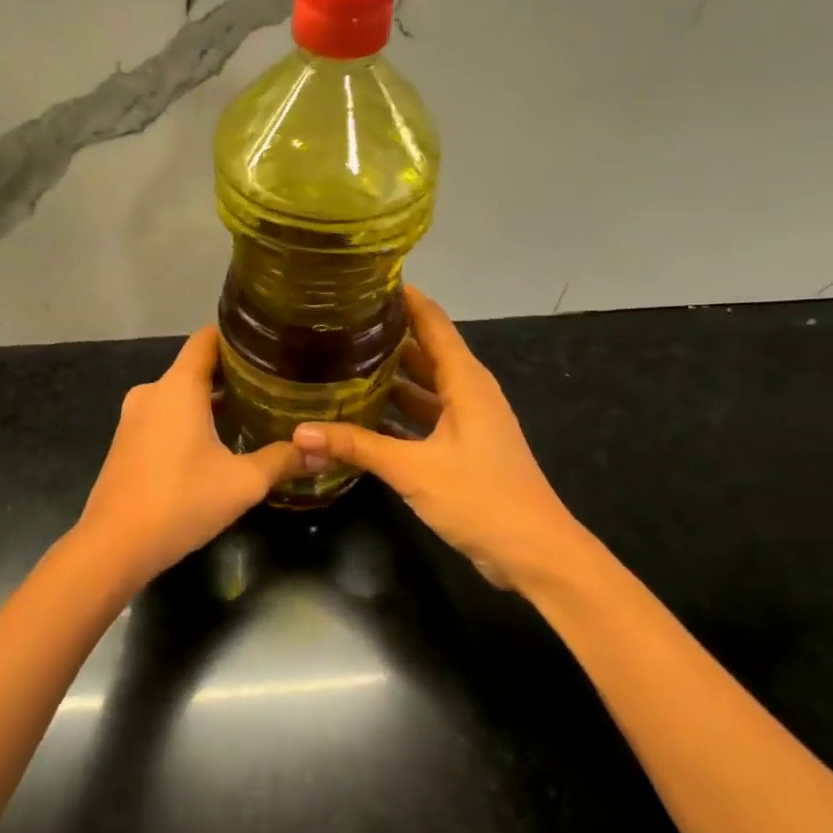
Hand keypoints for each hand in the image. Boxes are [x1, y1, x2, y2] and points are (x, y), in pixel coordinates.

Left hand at [77, 325, 304, 585]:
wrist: (114, 546)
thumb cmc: (181, 502)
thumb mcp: (242, 482)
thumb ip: (283, 461)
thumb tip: (324, 453)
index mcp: (178, 387)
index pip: (207, 339)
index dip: (239, 337)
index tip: (272, 344)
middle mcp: (152, 392)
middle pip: (196, 367)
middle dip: (234, 374)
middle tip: (275, 384)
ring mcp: (134, 418)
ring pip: (180, 396)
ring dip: (212, 401)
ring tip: (254, 412)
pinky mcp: (127, 443)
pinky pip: (165, 417)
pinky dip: (191, 420)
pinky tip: (218, 442)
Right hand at [293, 288, 586, 589]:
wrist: (533, 552)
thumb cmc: (480, 498)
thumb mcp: (413, 469)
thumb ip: (356, 447)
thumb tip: (299, 433)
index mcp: (466, 382)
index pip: (433, 323)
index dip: (405, 299)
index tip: (367, 280)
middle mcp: (468, 393)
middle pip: (425, 352)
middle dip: (387, 336)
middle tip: (339, 324)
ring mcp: (467, 423)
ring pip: (423, 388)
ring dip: (390, 378)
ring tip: (341, 363)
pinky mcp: (462, 450)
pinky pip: (424, 419)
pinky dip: (397, 416)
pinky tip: (361, 418)